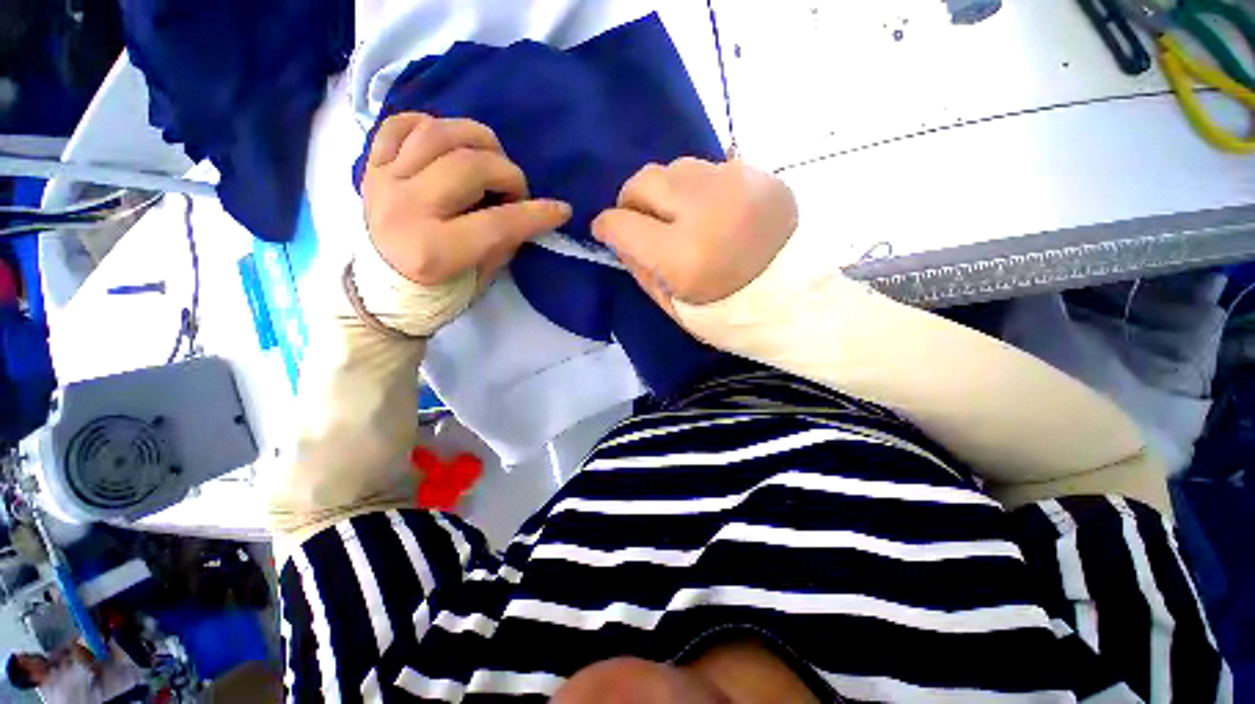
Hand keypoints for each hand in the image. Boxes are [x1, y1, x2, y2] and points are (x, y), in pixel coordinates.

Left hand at [362, 113, 571, 287]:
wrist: (380, 289)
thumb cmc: (438, 292)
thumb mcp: (481, 279)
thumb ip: (504, 243)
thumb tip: (528, 213)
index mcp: (433, 251)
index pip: (498, 223)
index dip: (536, 214)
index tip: (561, 210)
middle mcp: (405, 210)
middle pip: (468, 167)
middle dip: (508, 173)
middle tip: (516, 191)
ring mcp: (383, 182)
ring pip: (436, 133)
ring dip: (476, 139)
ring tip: (490, 158)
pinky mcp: (371, 167)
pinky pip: (398, 124)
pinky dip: (429, 124)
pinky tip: (449, 144)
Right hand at [591, 158, 796, 316]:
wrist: (796, 300)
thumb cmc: (729, 313)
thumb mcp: (673, 305)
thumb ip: (639, 268)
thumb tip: (618, 237)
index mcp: (683, 256)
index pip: (622, 224)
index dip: (606, 226)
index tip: (605, 231)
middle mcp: (706, 209)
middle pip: (644, 180)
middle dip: (633, 201)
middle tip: (641, 221)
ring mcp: (738, 185)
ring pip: (676, 167)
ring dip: (667, 192)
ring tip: (681, 217)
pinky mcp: (761, 175)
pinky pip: (711, 169)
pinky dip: (700, 190)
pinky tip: (714, 213)